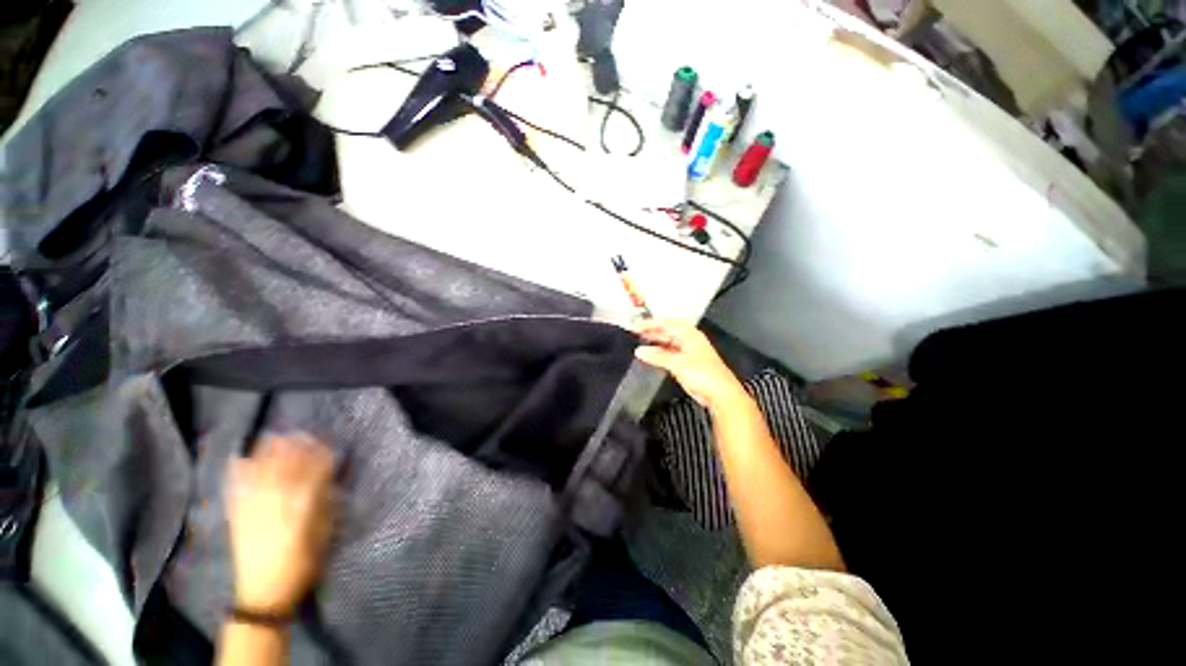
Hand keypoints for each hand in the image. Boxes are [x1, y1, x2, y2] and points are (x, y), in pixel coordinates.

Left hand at [227, 433, 334, 615]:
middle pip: (284, 469)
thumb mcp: (322, 536)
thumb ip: (323, 507)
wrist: (263, 593)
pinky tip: (238, 460)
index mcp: (300, 509)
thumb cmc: (301, 565)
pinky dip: (237, 474)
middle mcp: (275, 504)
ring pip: (260, 474)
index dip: (319, 456)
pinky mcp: (237, 517)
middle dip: (293, 449)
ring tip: (272, 436)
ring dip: (266, 454)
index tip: (325, 444)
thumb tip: (327, 483)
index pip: (312, 474)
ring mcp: (253, 510)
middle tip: (299, 433)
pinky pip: (236, 490)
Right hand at [633, 319, 746, 411]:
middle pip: (667, 331)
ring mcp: (688, 351)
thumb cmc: (705, 375)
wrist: (720, 393)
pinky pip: (669, 353)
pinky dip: (659, 353)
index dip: (650, 324)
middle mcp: (689, 340)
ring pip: (668, 342)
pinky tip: (651, 356)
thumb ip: (657, 356)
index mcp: (690, 334)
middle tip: (635, 333)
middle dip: (651, 332)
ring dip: (655, 342)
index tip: (635, 326)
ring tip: (639, 343)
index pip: (666, 323)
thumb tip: (640, 351)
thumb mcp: (677, 363)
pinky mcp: (687, 363)